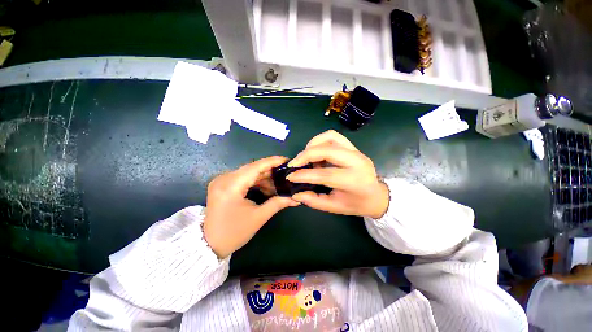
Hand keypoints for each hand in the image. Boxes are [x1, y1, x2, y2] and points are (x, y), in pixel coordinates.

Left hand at [203, 156, 299, 257]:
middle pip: (251, 169)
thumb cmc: (234, 233)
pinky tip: (266, 188)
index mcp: (230, 186)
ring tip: (278, 185)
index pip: (254, 167)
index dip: (271, 162)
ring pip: (248, 173)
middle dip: (270, 171)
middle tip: (285, 174)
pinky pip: (243, 178)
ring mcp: (221, 181)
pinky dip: (256, 182)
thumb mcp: (258, 217)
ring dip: (263, 178)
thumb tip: (296, 198)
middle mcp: (223, 179)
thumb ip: (277, 203)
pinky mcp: (222, 184)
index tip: (286, 159)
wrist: (210, 244)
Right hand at [287, 130, 389, 218]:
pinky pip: (333, 136)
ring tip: (305, 157)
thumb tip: (295, 193)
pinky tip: (315, 153)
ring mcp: (356, 151)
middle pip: (327, 150)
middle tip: (294, 164)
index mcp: (354, 180)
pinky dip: (320, 141)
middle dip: (306, 155)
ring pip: (330, 137)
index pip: (324, 174)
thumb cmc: (356, 203)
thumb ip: (314, 200)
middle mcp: (357, 161)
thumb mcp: (335, 207)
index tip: (290, 177)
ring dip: (313, 145)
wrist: (376, 195)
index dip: (304, 175)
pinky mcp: (353, 147)